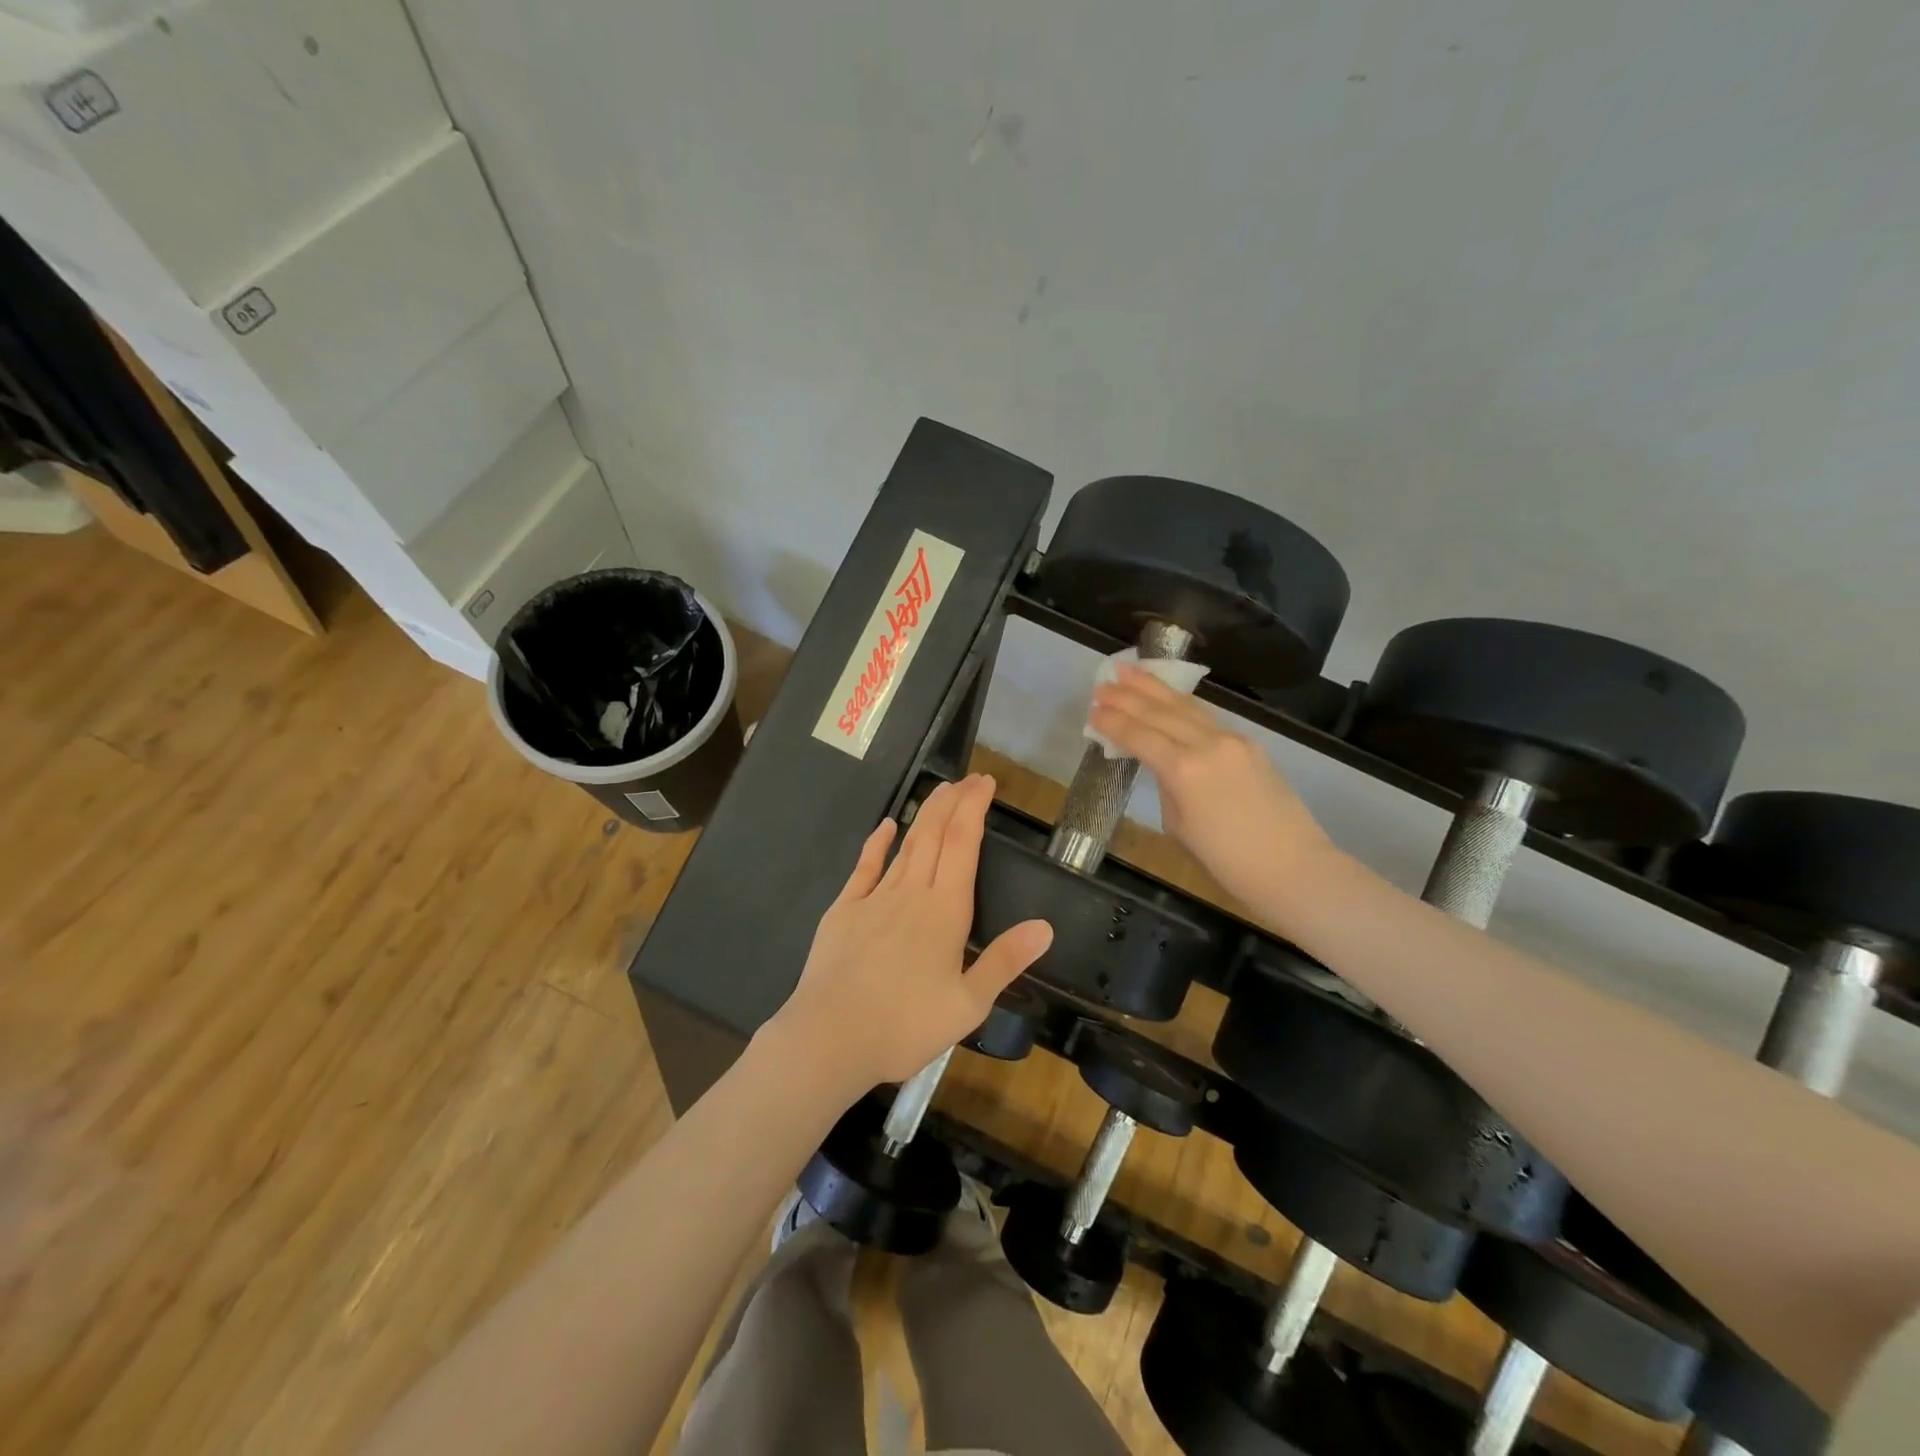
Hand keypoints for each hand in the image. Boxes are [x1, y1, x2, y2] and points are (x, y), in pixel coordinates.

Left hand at [768, 774, 1052, 1092]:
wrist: (830, 1037)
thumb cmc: (904, 1026)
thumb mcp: (968, 1004)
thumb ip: (1005, 961)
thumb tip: (1045, 926)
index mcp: (945, 911)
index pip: (963, 845)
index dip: (974, 809)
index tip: (985, 783)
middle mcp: (911, 893)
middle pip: (935, 835)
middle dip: (953, 802)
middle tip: (969, 779)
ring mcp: (874, 899)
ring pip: (906, 845)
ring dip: (925, 815)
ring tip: (941, 792)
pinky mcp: (843, 911)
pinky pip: (864, 868)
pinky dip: (877, 843)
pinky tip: (886, 826)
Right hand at [1089, 664, 1333, 915]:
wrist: (1295, 868)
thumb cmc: (1228, 863)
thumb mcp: (1179, 826)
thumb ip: (1168, 786)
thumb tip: (1164, 766)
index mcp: (1183, 769)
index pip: (1139, 736)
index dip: (1113, 722)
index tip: (1092, 711)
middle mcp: (1207, 744)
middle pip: (1160, 712)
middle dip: (1128, 696)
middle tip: (1102, 683)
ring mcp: (1232, 740)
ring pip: (1186, 706)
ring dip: (1154, 688)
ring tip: (1130, 671)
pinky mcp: (1250, 745)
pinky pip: (1207, 717)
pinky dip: (1181, 704)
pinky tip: (1168, 698)